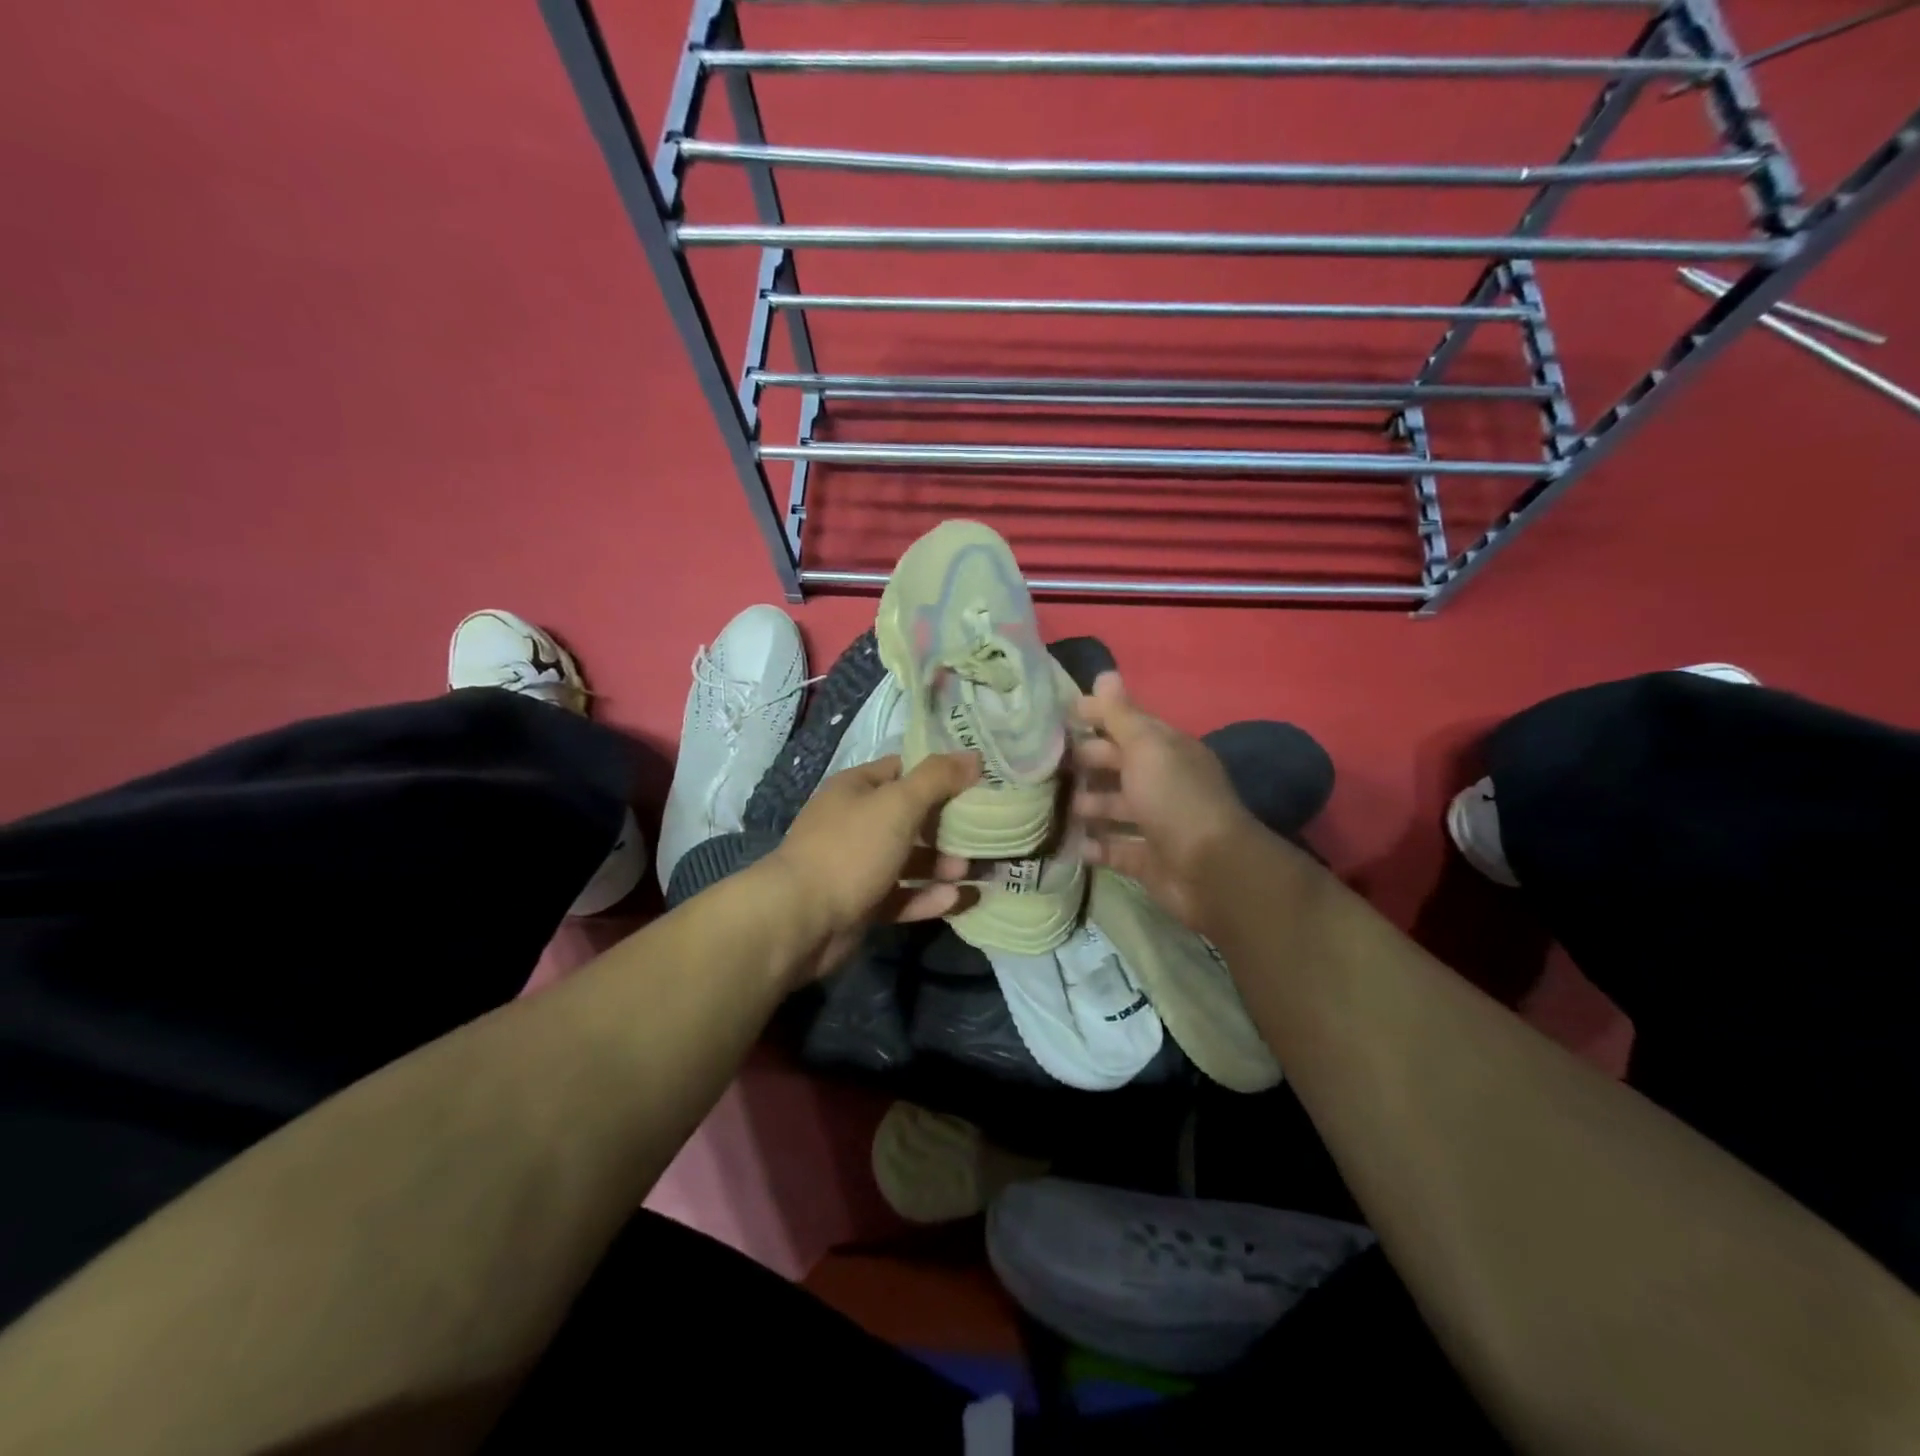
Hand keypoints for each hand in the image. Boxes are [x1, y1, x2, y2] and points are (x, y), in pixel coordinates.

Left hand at [763, 752, 979, 983]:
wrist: (800, 920)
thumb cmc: (851, 850)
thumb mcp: (898, 804)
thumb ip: (937, 779)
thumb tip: (973, 756)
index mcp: (856, 789)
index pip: (903, 770)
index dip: (939, 774)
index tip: (978, 783)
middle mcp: (855, 823)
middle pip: (909, 817)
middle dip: (946, 825)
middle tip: (985, 831)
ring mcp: (856, 865)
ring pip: (908, 860)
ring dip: (941, 864)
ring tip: (975, 869)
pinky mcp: (861, 904)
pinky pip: (901, 896)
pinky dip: (927, 897)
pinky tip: (957, 899)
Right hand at [1071, 671, 1259, 928]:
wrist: (1210, 870)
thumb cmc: (1174, 798)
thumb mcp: (1146, 748)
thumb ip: (1120, 715)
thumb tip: (1105, 674)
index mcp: (1167, 751)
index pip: (1128, 726)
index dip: (1097, 717)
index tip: (1059, 716)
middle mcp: (1163, 783)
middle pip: (1119, 767)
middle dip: (1087, 762)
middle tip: (1047, 763)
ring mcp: (1157, 824)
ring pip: (1115, 808)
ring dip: (1087, 804)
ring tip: (1054, 804)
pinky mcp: (1149, 860)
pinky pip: (1115, 849)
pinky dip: (1095, 846)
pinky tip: (1070, 843)